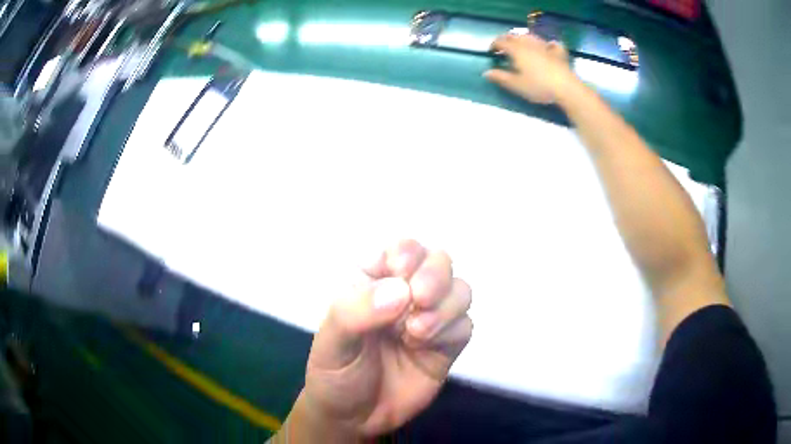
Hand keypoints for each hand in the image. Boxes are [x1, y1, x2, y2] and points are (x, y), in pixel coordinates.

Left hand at [299, 240, 472, 438]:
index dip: (407, 255)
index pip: (402, 249)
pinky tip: (426, 348)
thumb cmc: (335, 372)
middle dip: (435, 276)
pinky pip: (466, 325)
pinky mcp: (447, 346)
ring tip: (416, 333)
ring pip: (460, 290)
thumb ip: (357, 311)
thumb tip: (401, 290)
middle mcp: (406, 295)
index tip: (401, 275)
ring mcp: (430, 319)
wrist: (354, 419)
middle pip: (439, 262)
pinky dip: (452, 331)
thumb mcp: (333, 340)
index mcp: (374, 282)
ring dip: (446, 306)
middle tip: (419, 300)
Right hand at [485, 33, 574, 103]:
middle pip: (514, 36)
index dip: (494, 45)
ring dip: (523, 39)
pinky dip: (546, 44)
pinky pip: (551, 44)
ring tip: (521, 46)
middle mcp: (529, 44)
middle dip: (506, 39)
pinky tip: (548, 46)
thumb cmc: (538, 86)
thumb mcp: (517, 85)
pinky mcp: (558, 52)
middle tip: (503, 48)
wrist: (565, 88)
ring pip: (530, 36)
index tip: (491, 52)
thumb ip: (501, 77)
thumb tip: (486, 73)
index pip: (501, 41)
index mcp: (517, 50)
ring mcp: (544, 46)